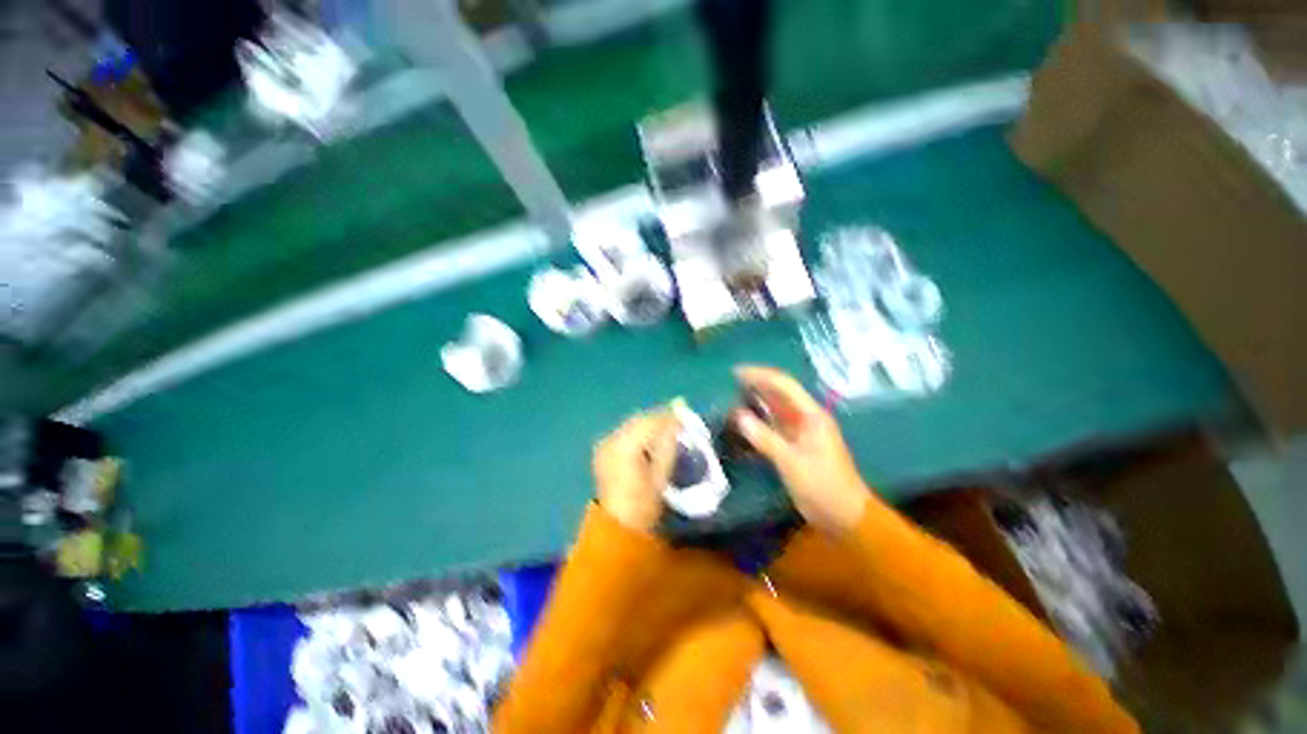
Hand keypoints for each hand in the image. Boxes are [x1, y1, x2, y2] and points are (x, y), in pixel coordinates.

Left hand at [593, 409, 678, 531]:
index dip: (669, 418)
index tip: (685, 420)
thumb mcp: (660, 476)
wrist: (617, 525)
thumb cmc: (643, 505)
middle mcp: (611, 440)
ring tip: (667, 431)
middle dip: (659, 419)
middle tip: (678, 424)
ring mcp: (605, 444)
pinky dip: (639, 433)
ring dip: (649, 425)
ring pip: (632, 424)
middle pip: (639, 420)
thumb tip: (677, 423)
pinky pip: (625, 432)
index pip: (650, 422)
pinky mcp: (603, 449)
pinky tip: (650, 440)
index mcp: (624, 446)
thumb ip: (668, 445)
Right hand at [732, 366, 869, 534]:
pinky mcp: (796, 445)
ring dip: (757, 401)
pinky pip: (775, 425)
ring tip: (733, 397)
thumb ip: (764, 437)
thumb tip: (738, 415)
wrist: (845, 516)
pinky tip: (744, 422)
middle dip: (756, 384)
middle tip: (730, 382)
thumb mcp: (790, 462)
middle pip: (780, 393)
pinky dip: (760, 421)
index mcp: (811, 415)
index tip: (735, 373)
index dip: (760, 375)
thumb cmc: (821, 486)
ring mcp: (802, 431)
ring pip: (776, 409)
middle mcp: (807, 418)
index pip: (783, 385)